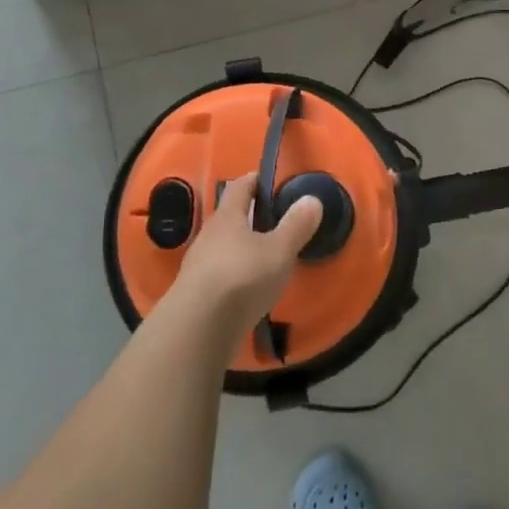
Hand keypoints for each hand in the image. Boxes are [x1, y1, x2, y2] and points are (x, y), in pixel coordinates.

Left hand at [171, 176, 321, 333]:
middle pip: (230, 217)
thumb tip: (312, 199)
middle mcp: (209, 235)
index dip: (256, 180)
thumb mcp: (279, 251)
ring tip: (267, 257)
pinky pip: (220, 274)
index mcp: (228, 216)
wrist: (198, 328)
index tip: (273, 181)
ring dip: (243, 248)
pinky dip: (236, 274)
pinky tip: (250, 288)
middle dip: (251, 216)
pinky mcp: (196, 293)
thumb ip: (296, 226)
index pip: (240, 186)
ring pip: (224, 247)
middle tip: (277, 221)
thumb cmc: (242, 278)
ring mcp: (199, 265)